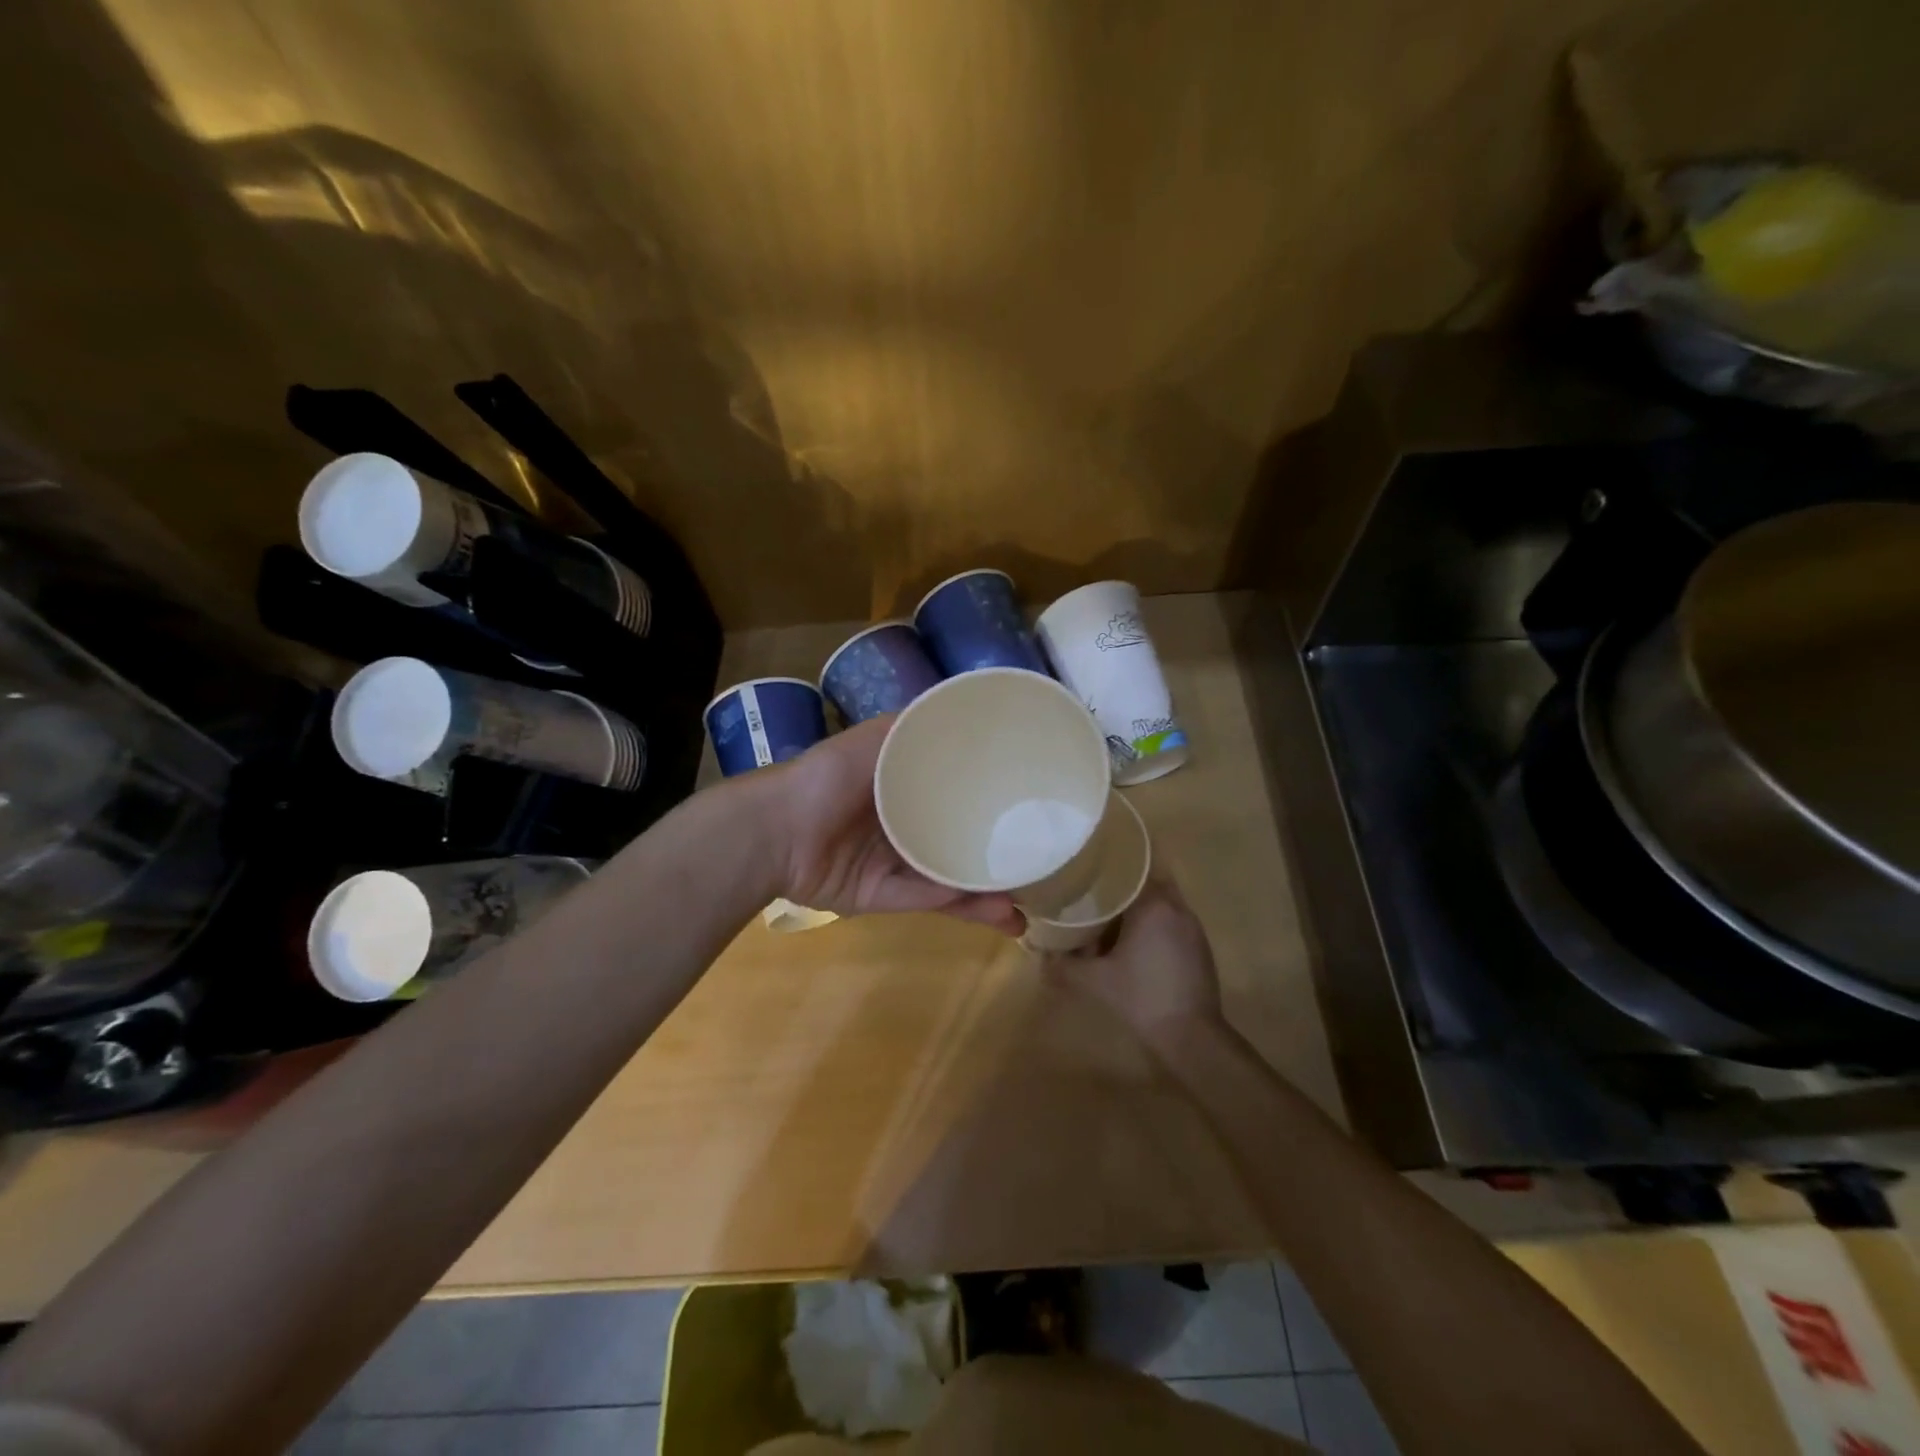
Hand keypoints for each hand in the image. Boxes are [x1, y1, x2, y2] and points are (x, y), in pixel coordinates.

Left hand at [754, 715, 1024, 934]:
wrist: (773, 830)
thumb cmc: (827, 776)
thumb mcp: (875, 739)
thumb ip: (914, 727)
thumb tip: (965, 708)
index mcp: (902, 787)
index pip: (954, 792)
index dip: (989, 798)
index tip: (1030, 803)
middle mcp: (901, 824)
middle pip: (956, 840)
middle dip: (994, 855)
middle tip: (1040, 864)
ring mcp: (891, 864)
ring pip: (948, 880)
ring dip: (986, 893)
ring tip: (1028, 905)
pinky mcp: (880, 897)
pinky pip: (926, 902)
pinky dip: (960, 908)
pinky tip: (999, 913)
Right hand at [1040, 876, 1224, 1040]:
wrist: (1191, 1036)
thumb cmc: (1141, 998)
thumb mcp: (1094, 980)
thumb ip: (1063, 964)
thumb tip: (1040, 955)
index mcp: (1152, 905)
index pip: (1130, 869)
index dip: (1107, 869)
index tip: (1087, 872)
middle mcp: (1176, 907)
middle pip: (1145, 882)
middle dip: (1122, 888)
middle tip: (1094, 896)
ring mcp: (1192, 926)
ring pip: (1160, 901)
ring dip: (1138, 907)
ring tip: (1109, 919)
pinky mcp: (1200, 945)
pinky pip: (1172, 920)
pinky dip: (1153, 924)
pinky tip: (1134, 944)